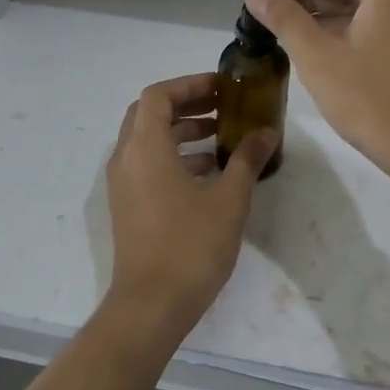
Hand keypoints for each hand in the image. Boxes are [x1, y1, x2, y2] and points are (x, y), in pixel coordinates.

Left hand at [103, 74, 277, 337]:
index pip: (158, 95)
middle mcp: (125, 158)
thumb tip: (266, 132)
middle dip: (187, 105)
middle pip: (149, 114)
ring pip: (148, 141)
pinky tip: (209, 174)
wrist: (151, 304)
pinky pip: (147, 165)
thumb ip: (247, 159)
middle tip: (223, 108)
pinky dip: (174, 157)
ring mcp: (122, 184)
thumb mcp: (229, 199)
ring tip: (222, 139)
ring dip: (182, 132)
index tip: (222, 89)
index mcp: (145, 147)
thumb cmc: (191, 245)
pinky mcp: (127, 206)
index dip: (190, 85)